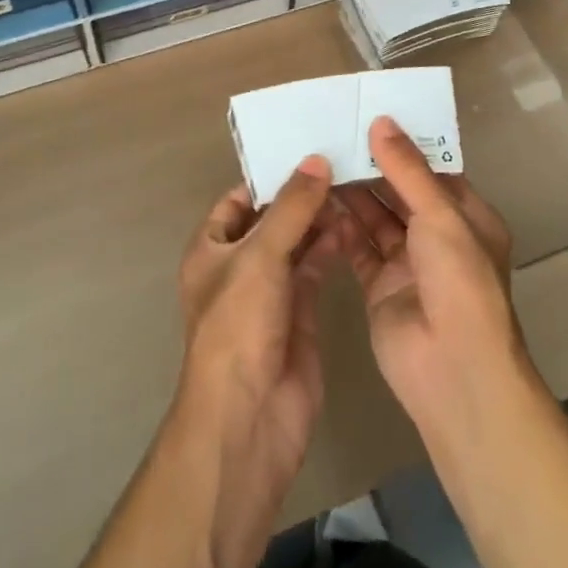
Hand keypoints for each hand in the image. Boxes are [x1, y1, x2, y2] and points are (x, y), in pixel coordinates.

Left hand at [174, 156, 342, 556]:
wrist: (249, 419)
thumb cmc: (238, 327)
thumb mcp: (260, 256)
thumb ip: (291, 208)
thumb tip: (316, 159)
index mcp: (212, 248)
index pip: (240, 198)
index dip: (270, 175)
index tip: (309, 147)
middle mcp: (239, 265)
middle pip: (273, 218)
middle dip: (302, 194)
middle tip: (343, 160)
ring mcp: (270, 290)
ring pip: (297, 241)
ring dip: (321, 218)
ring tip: (354, 185)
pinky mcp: (300, 312)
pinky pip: (315, 268)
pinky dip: (332, 247)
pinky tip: (355, 225)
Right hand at [334, 117, 528, 435]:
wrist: (454, 371)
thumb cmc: (459, 282)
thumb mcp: (440, 216)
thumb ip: (407, 170)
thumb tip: (382, 122)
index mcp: (466, 217)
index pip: (432, 171)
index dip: (404, 145)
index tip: (369, 116)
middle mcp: (438, 236)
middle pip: (400, 192)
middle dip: (371, 167)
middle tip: (333, 134)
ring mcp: (408, 263)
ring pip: (376, 218)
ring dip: (352, 194)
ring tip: (319, 161)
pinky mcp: (379, 286)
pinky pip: (357, 247)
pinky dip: (340, 226)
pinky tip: (316, 202)